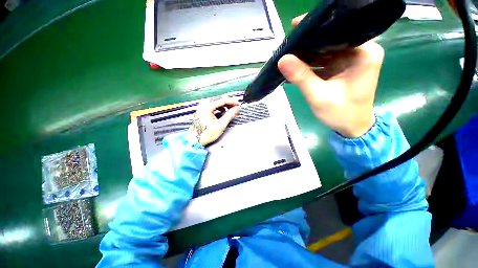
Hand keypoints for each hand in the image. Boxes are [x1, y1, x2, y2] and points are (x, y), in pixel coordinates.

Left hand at [189, 97, 240, 145]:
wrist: (194, 140)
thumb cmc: (206, 134)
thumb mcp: (220, 125)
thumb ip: (229, 115)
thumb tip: (237, 109)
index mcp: (207, 106)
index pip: (223, 100)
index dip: (232, 102)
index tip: (239, 105)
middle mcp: (204, 104)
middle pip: (220, 101)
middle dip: (229, 105)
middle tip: (236, 110)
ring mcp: (203, 108)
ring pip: (217, 104)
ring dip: (225, 108)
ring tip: (232, 113)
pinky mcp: (203, 111)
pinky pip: (214, 108)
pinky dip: (220, 110)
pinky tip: (224, 115)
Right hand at [277, 14, 383, 137]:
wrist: (352, 127)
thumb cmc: (341, 113)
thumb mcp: (318, 96)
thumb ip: (301, 77)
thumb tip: (282, 59)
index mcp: (364, 53)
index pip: (338, 31)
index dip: (315, 30)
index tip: (294, 29)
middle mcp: (360, 51)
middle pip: (330, 39)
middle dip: (308, 43)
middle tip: (286, 45)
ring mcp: (350, 59)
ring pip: (325, 50)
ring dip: (306, 54)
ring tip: (287, 54)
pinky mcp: (341, 68)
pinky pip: (323, 60)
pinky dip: (309, 64)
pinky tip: (295, 66)